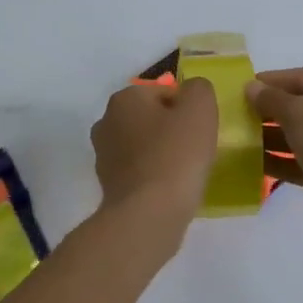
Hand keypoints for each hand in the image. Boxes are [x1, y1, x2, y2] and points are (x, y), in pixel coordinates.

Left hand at [89, 80, 219, 230]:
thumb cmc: (176, 155)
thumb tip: (192, 92)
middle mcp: (106, 122)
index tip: (200, 130)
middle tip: (194, 149)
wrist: (148, 213)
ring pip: (142, 145)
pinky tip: (168, 188)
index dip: (187, 109)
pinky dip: (153, 175)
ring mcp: (103, 155)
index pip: (164, 92)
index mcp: (124, 98)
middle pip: (150, 118)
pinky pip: (138, 171)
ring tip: (183, 172)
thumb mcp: (200, 109)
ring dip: (161, 153)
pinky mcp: (107, 184)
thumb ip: (199, 89)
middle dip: (171, 129)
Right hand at [247, 68, 302, 252]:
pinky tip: (251, 164)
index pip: (302, 77)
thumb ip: (274, 99)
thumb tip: (252, 87)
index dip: (270, 80)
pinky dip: (279, 160)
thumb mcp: (302, 115)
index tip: (239, 87)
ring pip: (299, 135)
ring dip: (269, 136)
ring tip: (237, 139)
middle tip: (234, 114)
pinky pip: (300, 161)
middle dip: (267, 110)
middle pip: (300, 106)